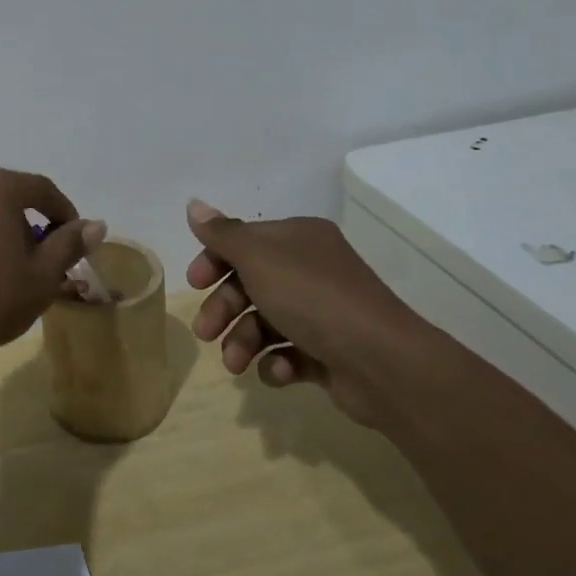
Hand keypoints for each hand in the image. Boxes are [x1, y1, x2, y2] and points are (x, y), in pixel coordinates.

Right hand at [184, 199, 422, 427]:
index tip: (193, 284)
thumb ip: (222, 234)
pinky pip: (290, 353)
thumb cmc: (312, 298)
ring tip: (235, 364)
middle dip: (224, 309)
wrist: (382, 362)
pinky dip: (276, 362)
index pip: (245, 241)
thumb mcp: (258, 258)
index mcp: (298, 239)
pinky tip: (276, 371)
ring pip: (266, 321)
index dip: (214, 260)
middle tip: (204, 332)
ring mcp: (323, 312)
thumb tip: (193, 204)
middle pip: (251, 283)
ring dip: (243, 341)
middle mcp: (312, 269)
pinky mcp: (330, 352)